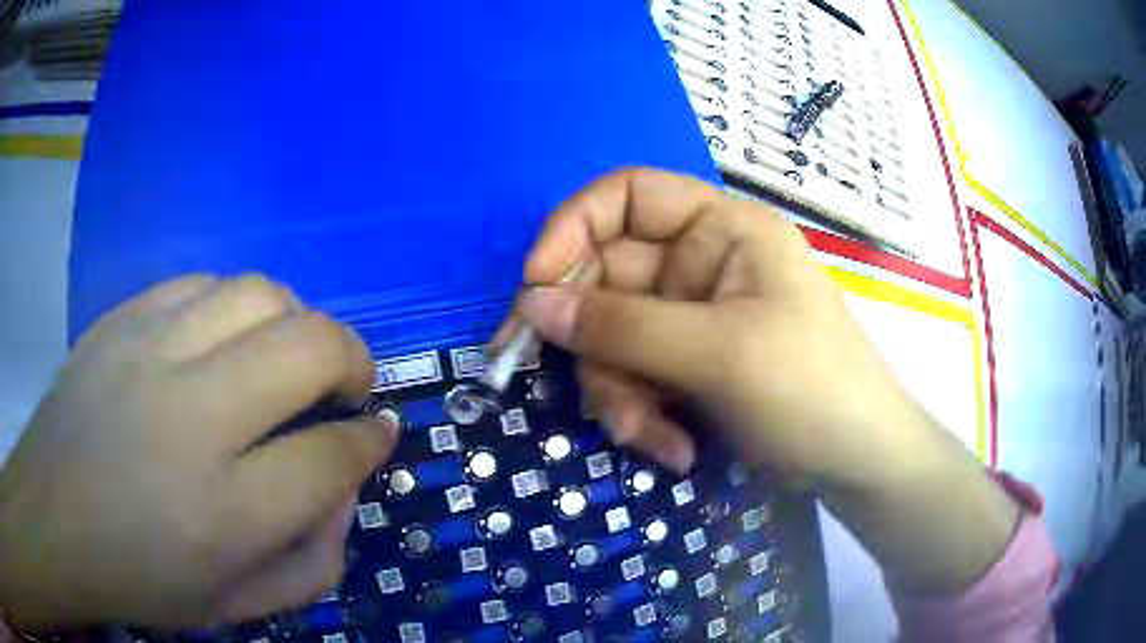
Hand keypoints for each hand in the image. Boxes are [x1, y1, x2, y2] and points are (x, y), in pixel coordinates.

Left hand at [0, 275, 396, 629]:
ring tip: (288, 357)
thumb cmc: (142, 577)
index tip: (378, 432)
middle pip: (309, 346)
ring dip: (296, 323)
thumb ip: (312, 561)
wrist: (52, 518)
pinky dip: (234, 308)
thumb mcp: (237, 605)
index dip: (369, 440)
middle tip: (349, 385)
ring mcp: (149, 353)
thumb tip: (343, 489)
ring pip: (259, 294)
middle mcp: (190, 419)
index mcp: (223, 513)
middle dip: (353, 360)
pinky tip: (225, 343)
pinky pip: (203, 284)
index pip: (330, 456)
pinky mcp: (122, 319)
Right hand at [496, 168, 916, 487]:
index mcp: (721, 228)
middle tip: (596, 401)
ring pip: (612, 340)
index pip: (626, 196)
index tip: (534, 288)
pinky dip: (642, 416)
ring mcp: (690, 317)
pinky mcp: (686, 365)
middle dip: (597, 348)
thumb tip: (531, 306)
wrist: (856, 462)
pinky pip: (633, 377)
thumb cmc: (811, 389)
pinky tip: (675, 449)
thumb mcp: (719, 354)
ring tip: (654, 440)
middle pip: (606, 281)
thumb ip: (621, 328)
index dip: (571, 230)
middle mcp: (699, 263)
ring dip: (621, 396)